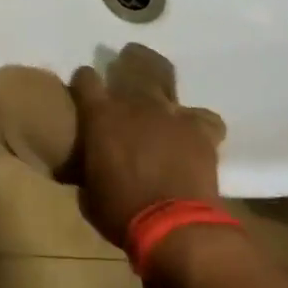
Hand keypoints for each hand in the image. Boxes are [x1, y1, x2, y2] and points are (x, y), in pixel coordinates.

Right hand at [69, 66, 221, 247]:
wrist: (175, 226)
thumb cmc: (120, 212)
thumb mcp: (88, 193)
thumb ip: (88, 167)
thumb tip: (89, 166)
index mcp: (100, 116)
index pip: (86, 80)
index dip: (84, 82)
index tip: (84, 88)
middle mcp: (134, 104)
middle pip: (129, 66)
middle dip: (125, 62)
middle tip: (124, 62)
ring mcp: (171, 113)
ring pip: (163, 75)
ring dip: (157, 74)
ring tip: (156, 74)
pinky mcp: (201, 130)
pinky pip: (203, 116)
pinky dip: (198, 122)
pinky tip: (195, 130)